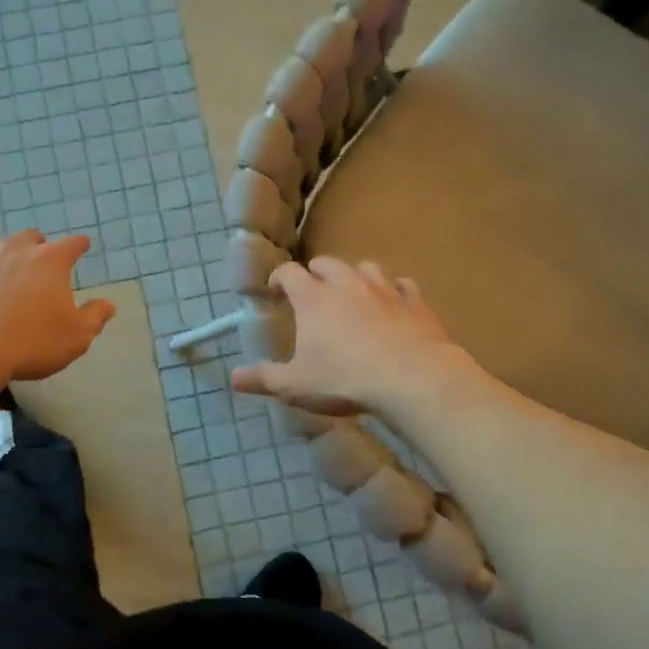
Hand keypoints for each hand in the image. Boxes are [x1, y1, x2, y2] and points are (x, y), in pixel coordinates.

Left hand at [0, 231, 115, 381]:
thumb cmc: (31, 342)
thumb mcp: (76, 337)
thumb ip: (95, 318)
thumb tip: (108, 304)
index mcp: (49, 261)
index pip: (72, 244)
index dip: (79, 245)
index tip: (83, 245)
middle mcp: (15, 250)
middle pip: (31, 238)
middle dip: (39, 246)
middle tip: (42, 261)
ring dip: (6, 255)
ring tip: (8, 272)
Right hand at [231, 257, 471, 417]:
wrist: (412, 379)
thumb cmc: (344, 380)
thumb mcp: (296, 385)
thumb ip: (264, 378)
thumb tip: (233, 378)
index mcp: (312, 298)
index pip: (288, 272)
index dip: (278, 278)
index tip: (274, 290)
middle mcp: (346, 284)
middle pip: (326, 263)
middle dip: (315, 273)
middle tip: (312, 292)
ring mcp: (383, 289)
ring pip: (365, 267)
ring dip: (354, 276)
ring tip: (352, 293)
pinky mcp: (415, 301)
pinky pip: (402, 285)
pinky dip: (394, 290)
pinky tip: (393, 304)